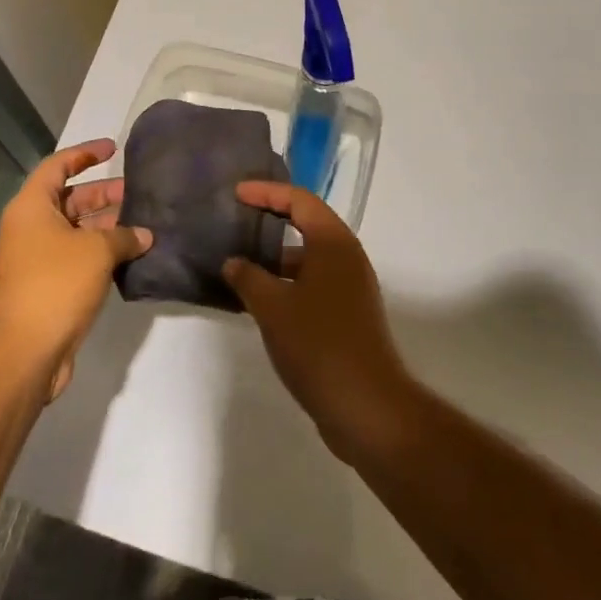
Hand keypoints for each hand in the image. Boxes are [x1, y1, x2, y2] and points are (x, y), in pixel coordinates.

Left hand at [0, 139, 150, 398]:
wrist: (24, 351)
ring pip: (76, 231)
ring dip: (107, 227)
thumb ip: (124, 236)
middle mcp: (30, 228)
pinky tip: (132, 256)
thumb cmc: (56, 284)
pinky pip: (77, 257)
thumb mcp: (96, 251)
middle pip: (69, 199)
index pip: (58, 165)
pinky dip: (101, 253)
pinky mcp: (47, 287)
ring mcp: (37, 259)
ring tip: (144, 224)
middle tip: (139, 193)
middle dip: (104, 195)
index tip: (114, 148)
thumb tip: (144, 235)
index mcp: (31, 207)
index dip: (85, 153)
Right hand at [224, 182, 415, 460]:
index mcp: (334, 244)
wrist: (367, 407)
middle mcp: (347, 258)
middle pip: (307, 224)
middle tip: (237, 220)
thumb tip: (234, 262)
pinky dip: (287, 283)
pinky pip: (313, 284)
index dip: (267, 192)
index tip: (236, 194)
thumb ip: (249, 278)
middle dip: (272, 220)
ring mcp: (351, 288)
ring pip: (309, 258)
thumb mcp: (273, 307)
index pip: (299, 200)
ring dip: (276, 257)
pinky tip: (259, 301)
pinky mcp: (348, 315)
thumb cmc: (319, 345)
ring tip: (239, 263)